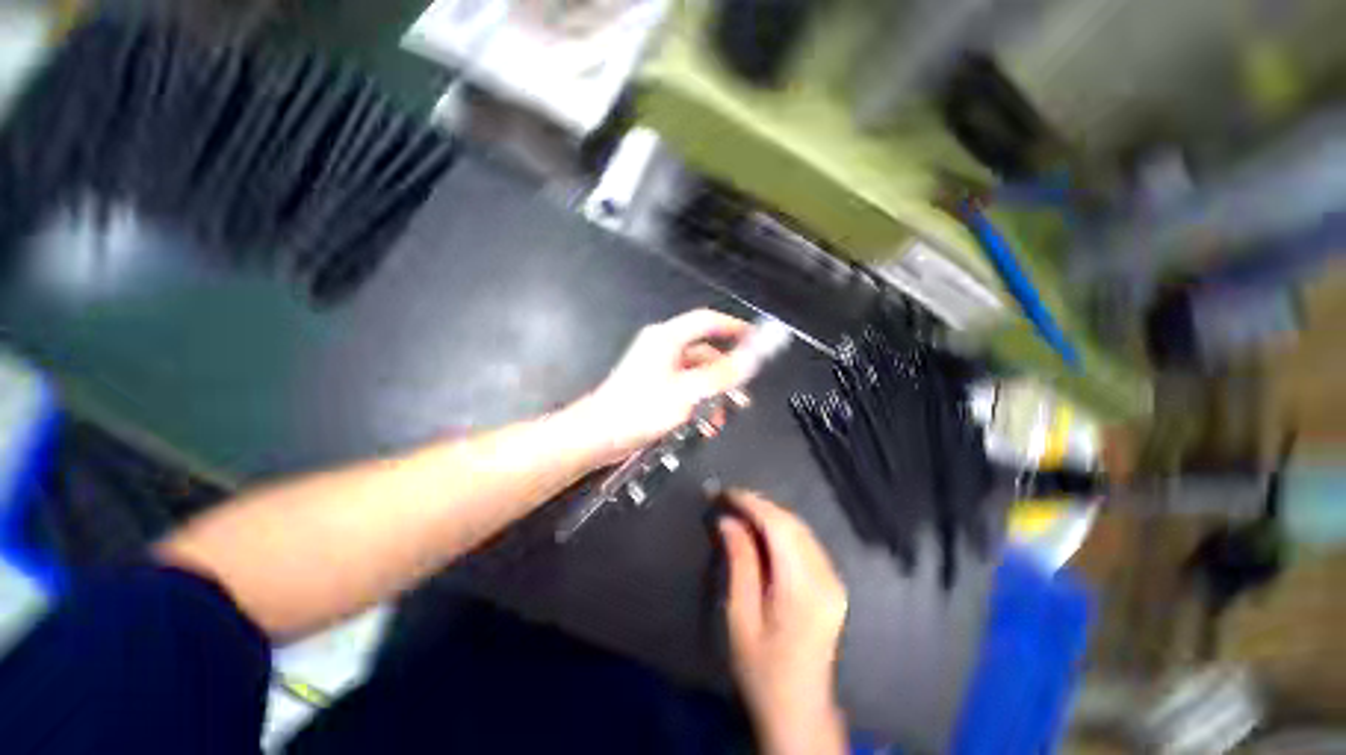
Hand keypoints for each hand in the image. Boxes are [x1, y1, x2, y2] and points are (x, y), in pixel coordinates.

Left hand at [570, 309, 751, 465]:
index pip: (706, 321)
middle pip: (704, 351)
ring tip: (721, 418)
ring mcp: (657, 367)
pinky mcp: (653, 386)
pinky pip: (684, 388)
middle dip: (725, 374)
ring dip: (712, 394)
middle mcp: (662, 347)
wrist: (598, 435)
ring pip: (696, 374)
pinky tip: (704, 424)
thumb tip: (750, 359)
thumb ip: (720, 375)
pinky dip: (697, 402)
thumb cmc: (640, 410)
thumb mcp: (687, 393)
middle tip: (742, 393)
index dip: (733, 327)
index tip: (755, 340)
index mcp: (667, 338)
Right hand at [719, 490, 848, 754]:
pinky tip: (762, 532)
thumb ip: (739, 563)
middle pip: (792, 523)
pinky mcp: (833, 585)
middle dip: (759, 505)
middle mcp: (826, 578)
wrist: (799, 711)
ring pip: (801, 529)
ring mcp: (834, 580)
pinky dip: (782, 529)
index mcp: (802, 589)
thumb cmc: (762, 670)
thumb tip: (728, 521)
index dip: (751, 503)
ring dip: (770, 515)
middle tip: (728, 501)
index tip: (725, 493)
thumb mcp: (740, 618)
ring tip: (740, 512)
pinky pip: (806, 542)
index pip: (778, 526)